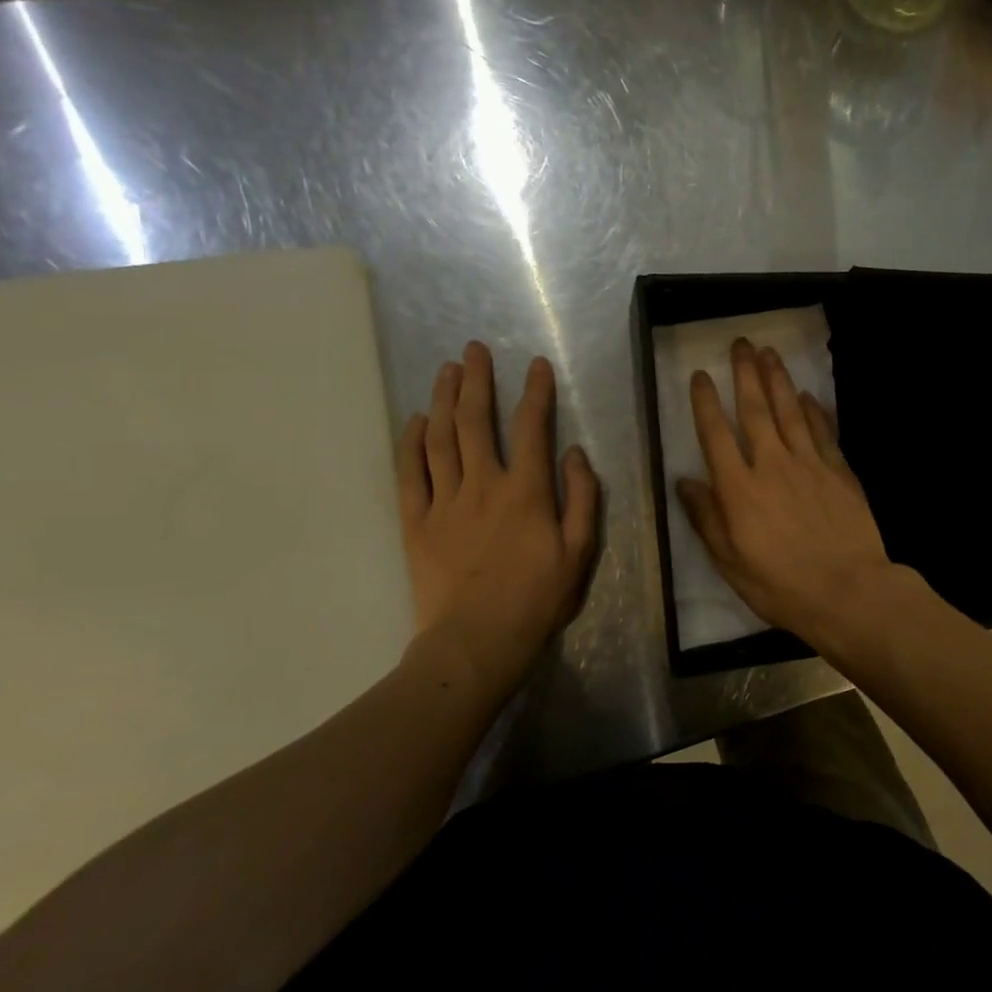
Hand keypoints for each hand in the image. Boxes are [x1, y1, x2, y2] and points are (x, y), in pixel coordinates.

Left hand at [396, 342, 598, 689]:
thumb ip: (582, 498)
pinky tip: (416, 420)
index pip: (531, 428)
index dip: (535, 392)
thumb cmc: (536, 600)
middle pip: (476, 422)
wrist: (476, 642)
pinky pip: (410, 473)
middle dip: (477, 380)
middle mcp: (483, 485)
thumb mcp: (579, 553)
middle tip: (472, 349)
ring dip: (444, 400)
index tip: (535, 364)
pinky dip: (411, 443)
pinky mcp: (416, 522)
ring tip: (445, 371)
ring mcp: (444, 502)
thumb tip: (574, 453)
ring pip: (441, 439)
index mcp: (526, 492)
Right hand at [677, 338, 900, 649]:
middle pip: (756, 410)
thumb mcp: (730, 562)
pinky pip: (823, 432)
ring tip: (769, 353)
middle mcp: (772, 465)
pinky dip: (813, 411)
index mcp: (739, 489)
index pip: (716, 435)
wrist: (848, 591)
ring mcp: (810, 464)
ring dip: (779, 380)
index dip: (707, 402)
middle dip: (746, 374)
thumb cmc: (781, 585)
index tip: (701, 375)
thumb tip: (685, 482)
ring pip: (790, 412)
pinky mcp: (839, 471)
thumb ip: (706, 518)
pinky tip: (806, 396)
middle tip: (741, 344)